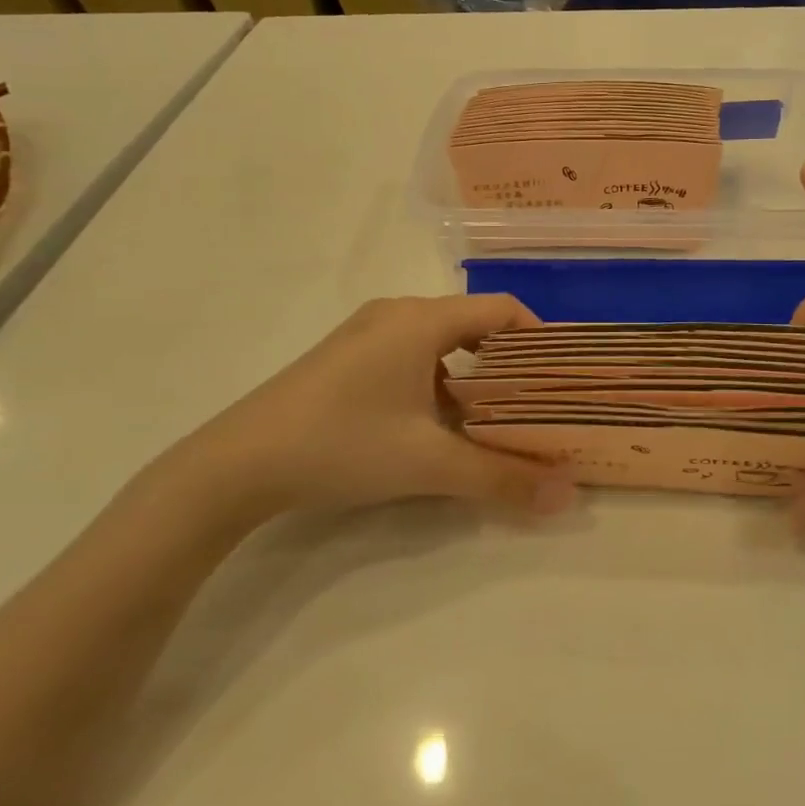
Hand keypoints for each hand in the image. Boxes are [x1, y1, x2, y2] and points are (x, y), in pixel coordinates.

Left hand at [133, 294, 575, 534]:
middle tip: (536, 403)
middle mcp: (396, 314)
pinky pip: (410, 355)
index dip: (538, 337)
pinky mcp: (345, 357)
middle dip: (509, 362)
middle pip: (472, 324)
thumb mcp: (429, 464)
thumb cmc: (343, 445)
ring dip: (472, 375)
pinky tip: (437, 425)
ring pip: (440, 342)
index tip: (560, 376)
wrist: (236, 464)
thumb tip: (567, 496)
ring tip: (494, 419)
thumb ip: (502, 478)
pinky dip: (438, 381)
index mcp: (422, 320)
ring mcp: (365, 333)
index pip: (501, 309)